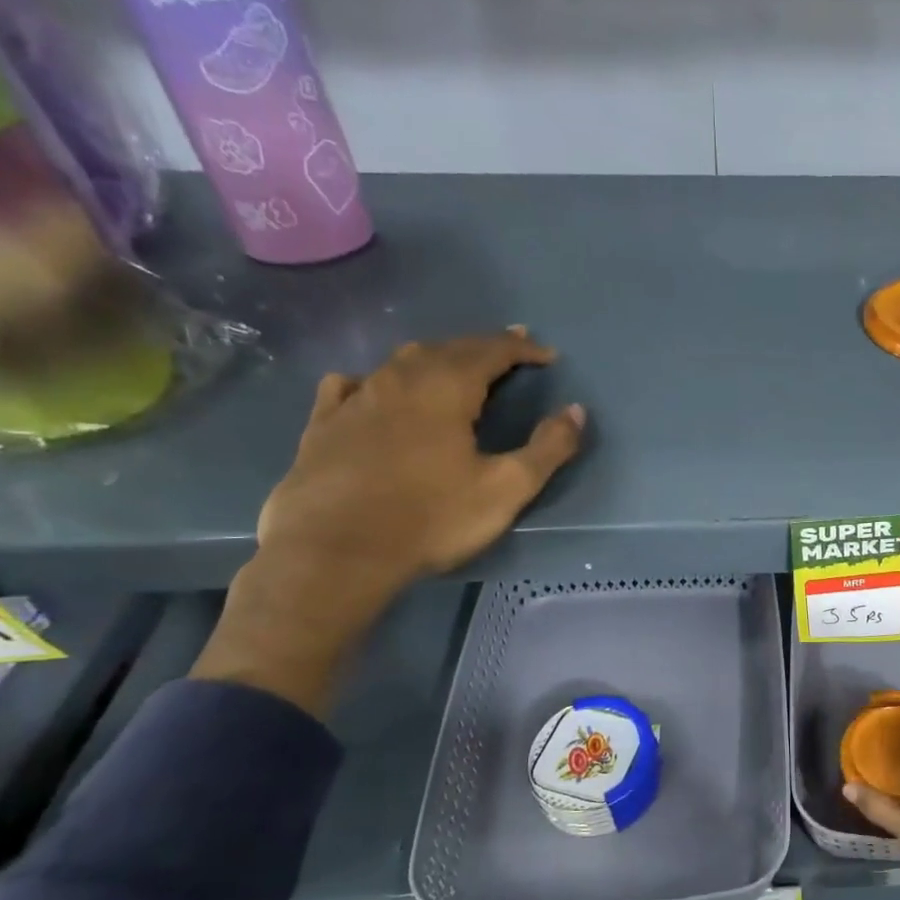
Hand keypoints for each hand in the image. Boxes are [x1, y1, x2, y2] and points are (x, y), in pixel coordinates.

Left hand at [192, 331, 584, 715]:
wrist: (334, 553)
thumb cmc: (430, 519)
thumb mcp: (506, 488)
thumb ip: (548, 448)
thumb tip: (576, 411)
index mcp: (446, 389)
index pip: (491, 351)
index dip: (522, 349)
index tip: (547, 355)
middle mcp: (399, 380)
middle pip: (447, 348)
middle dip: (483, 346)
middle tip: (509, 349)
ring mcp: (355, 399)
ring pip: (400, 362)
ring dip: (435, 357)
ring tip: (453, 365)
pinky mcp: (323, 425)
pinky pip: (350, 385)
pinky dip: (373, 379)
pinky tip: (370, 388)